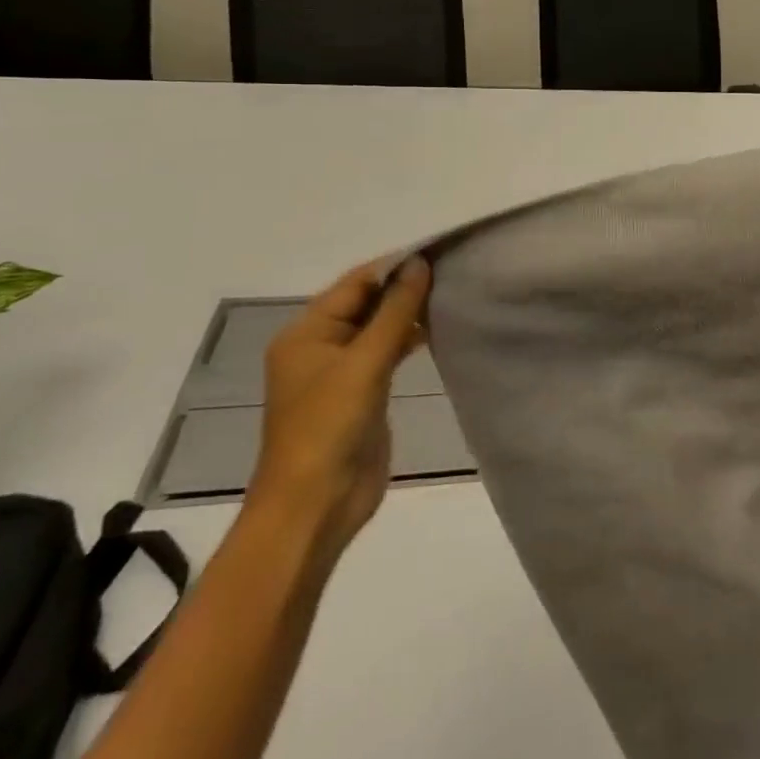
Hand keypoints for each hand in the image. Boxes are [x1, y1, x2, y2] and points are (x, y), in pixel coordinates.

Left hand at [247, 257, 431, 567]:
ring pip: (378, 328)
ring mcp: (340, 372)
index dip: (394, 266)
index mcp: (306, 332)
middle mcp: (320, 346)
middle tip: (453, 271)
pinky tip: (437, 331)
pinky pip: (386, 354)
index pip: (355, 283)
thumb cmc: (329, 427)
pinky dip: (408, 340)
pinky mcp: (361, 394)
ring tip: (452, 295)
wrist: (315, 507)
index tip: (439, 251)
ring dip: (408, 313)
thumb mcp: (364, 363)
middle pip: (366, 303)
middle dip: (404, 287)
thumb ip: (394, 311)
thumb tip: (420, 263)